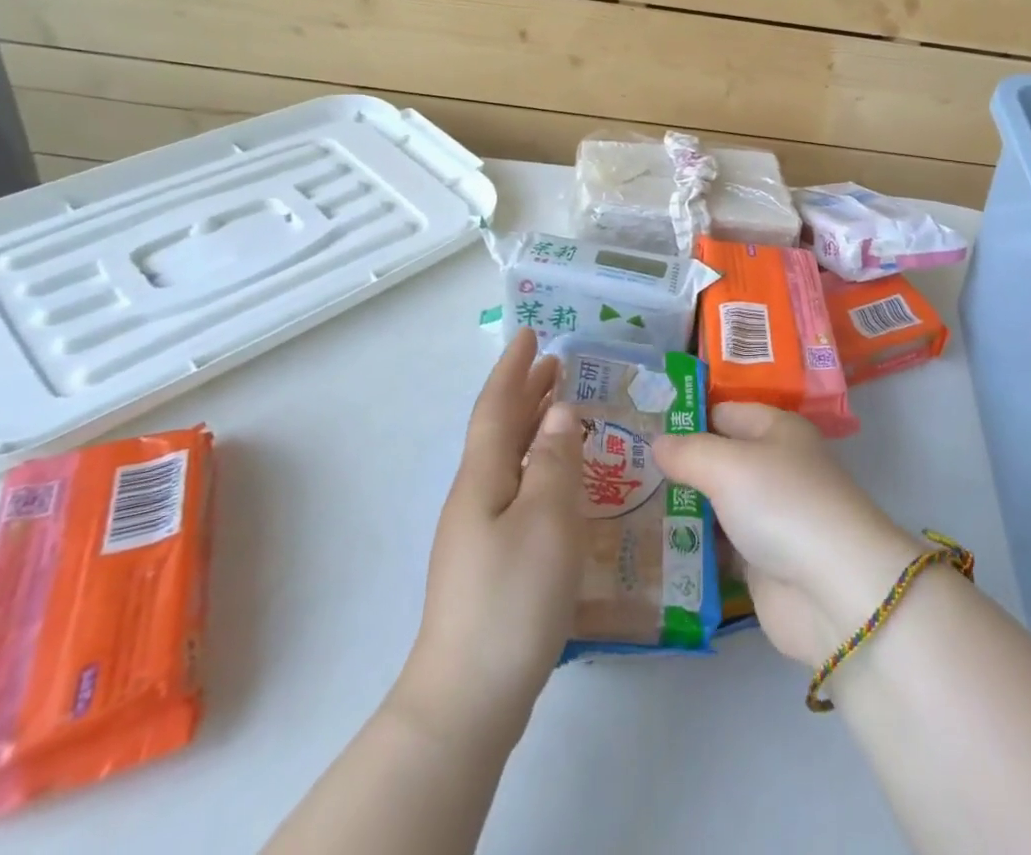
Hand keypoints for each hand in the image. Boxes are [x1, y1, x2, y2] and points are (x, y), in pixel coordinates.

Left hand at [390, 329, 583, 749]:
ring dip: (533, 425)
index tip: (530, 333)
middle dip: (525, 391)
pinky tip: (560, 478)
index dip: (513, 368)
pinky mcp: (492, 560)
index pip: (497, 407)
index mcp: (484, 478)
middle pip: (500, 429)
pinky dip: (539, 464)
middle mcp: (476, 496)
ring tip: (562, 406)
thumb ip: (556, 462)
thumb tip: (560, 412)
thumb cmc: (512, 597)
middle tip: (556, 362)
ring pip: (509, 459)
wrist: (468, 697)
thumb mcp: (547, 521)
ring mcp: (480, 531)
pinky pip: (518, 488)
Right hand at [652, 404, 922, 665]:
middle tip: (624, 470)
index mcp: (777, 429)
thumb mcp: (728, 465)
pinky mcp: (763, 561)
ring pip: (717, 502)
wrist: (832, 590)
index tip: (639, 426)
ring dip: (682, 506)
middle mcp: (775, 466)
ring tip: (627, 505)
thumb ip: (688, 452)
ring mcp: (770, 515)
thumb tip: (657, 443)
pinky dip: (694, 546)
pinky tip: (653, 546)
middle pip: (719, 457)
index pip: (724, 411)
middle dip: (678, 464)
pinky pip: (720, 545)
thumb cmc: (782, 504)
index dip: (686, 416)